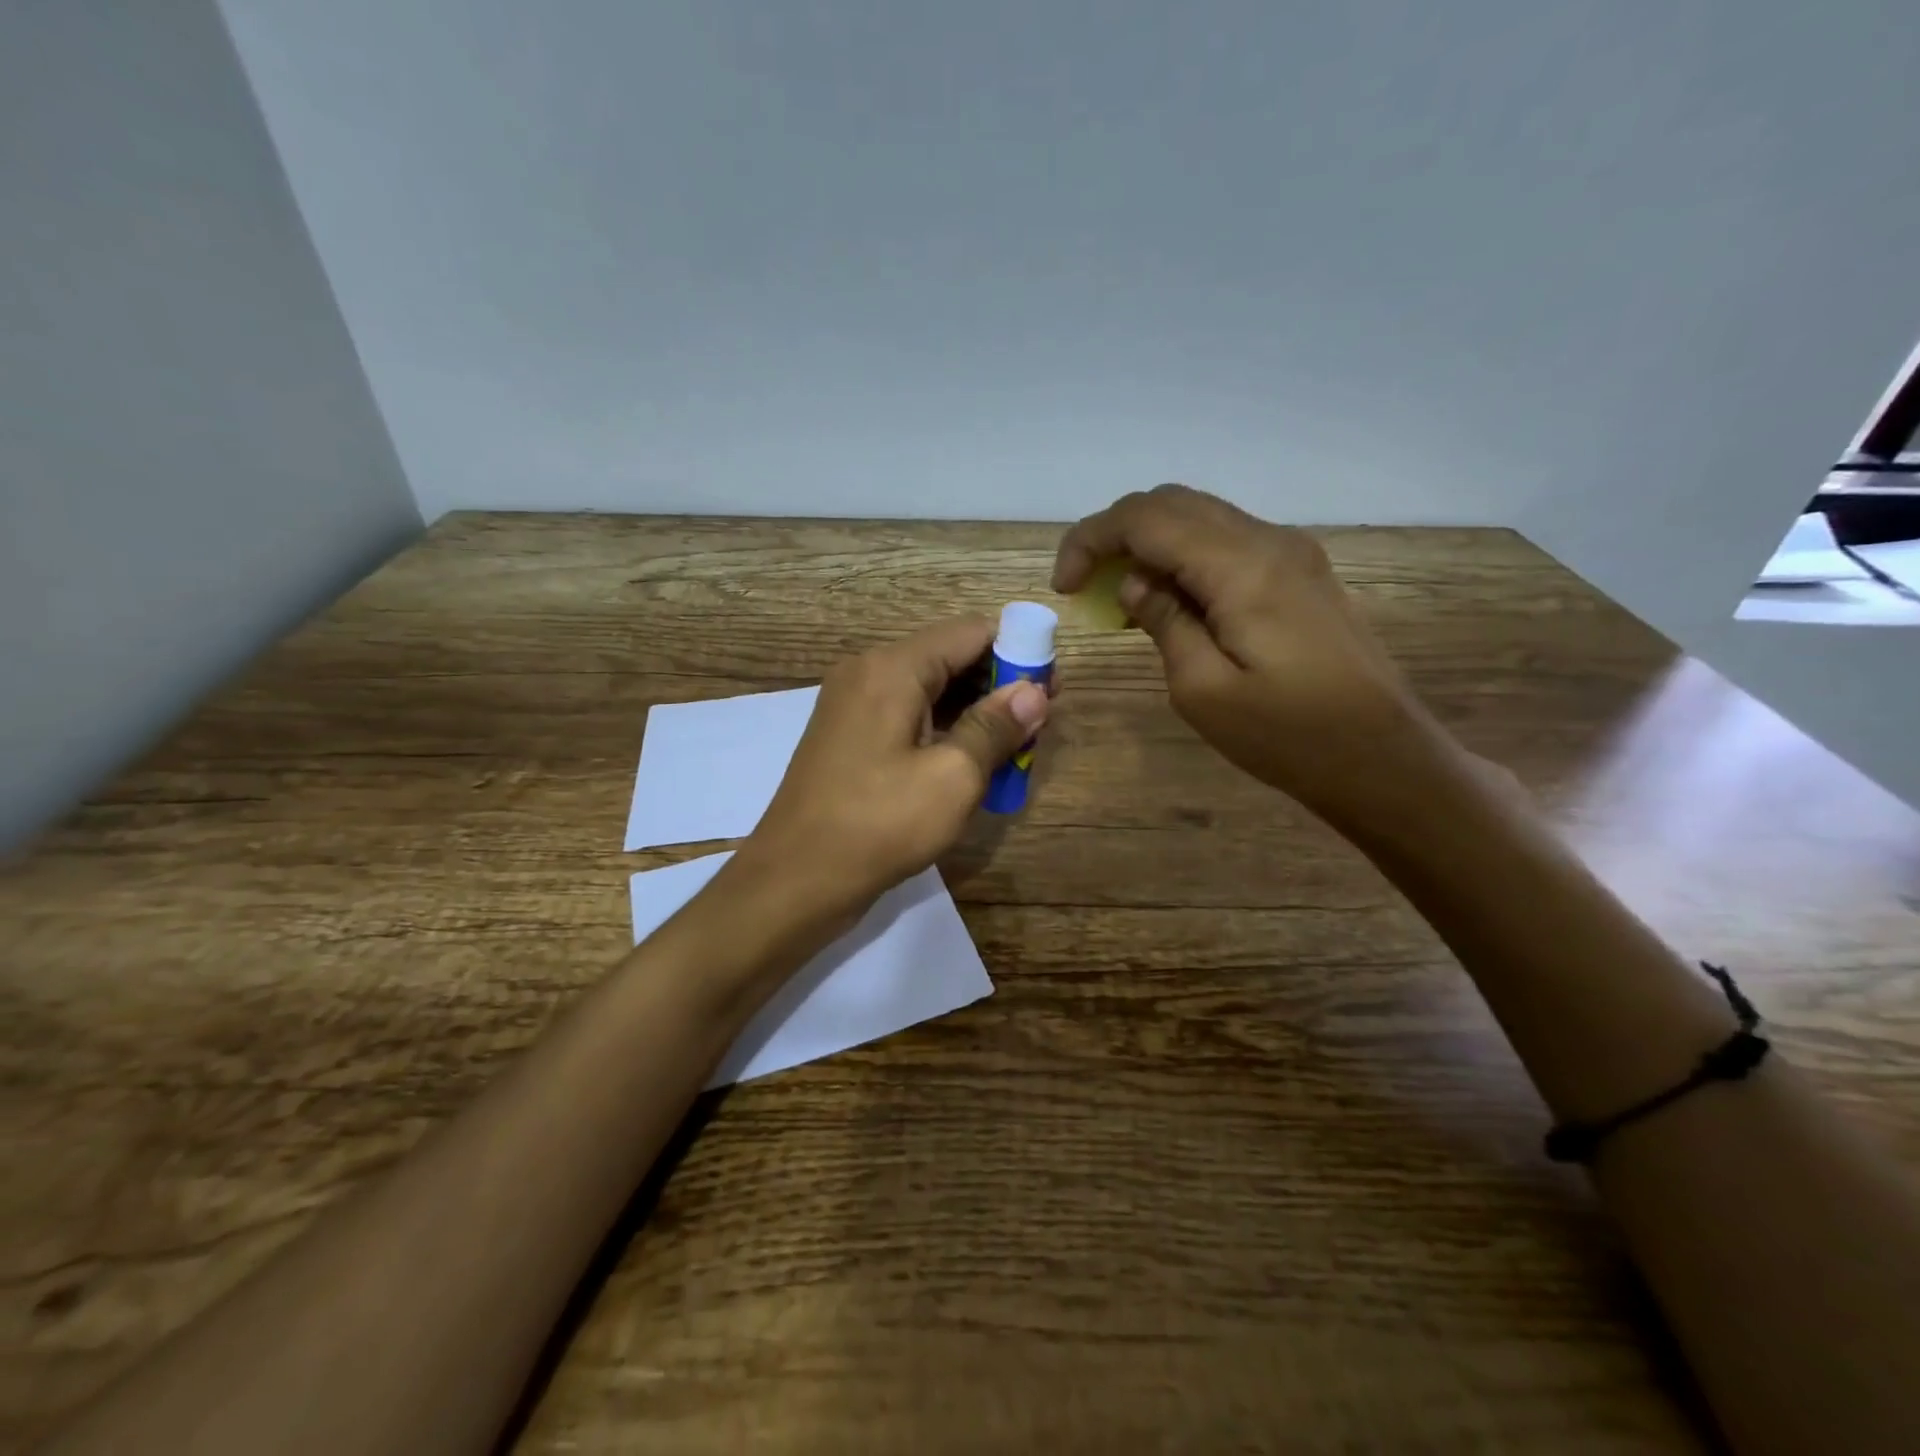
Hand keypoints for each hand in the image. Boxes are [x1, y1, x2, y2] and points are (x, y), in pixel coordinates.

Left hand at [735, 616, 1049, 922]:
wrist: (794, 880)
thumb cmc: (878, 825)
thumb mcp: (952, 777)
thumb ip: (995, 727)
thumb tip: (1034, 692)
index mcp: (892, 668)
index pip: (970, 632)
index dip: (1018, 652)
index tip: (1051, 688)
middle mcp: (868, 673)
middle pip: (948, 658)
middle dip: (997, 685)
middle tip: (1038, 724)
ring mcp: (853, 706)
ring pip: (929, 690)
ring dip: (973, 712)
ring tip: (1014, 746)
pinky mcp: (849, 737)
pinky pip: (907, 716)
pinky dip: (943, 730)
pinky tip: (971, 761)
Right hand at [1053, 484, 1451, 823]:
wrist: (1383, 757)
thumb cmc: (1288, 736)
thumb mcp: (1204, 691)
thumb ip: (1164, 623)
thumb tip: (1135, 582)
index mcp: (1242, 567)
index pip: (1146, 518)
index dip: (1091, 539)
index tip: (1064, 587)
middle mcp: (1269, 541)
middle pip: (1172, 503)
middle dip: (1115, 535)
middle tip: (1085, 587)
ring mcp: (1291, 552)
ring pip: (1200, 518)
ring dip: (1149, 545)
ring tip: (1120, 598)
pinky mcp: (1301, 573)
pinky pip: (1227, 543)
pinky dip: (1183, 558)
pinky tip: (1170, 601)